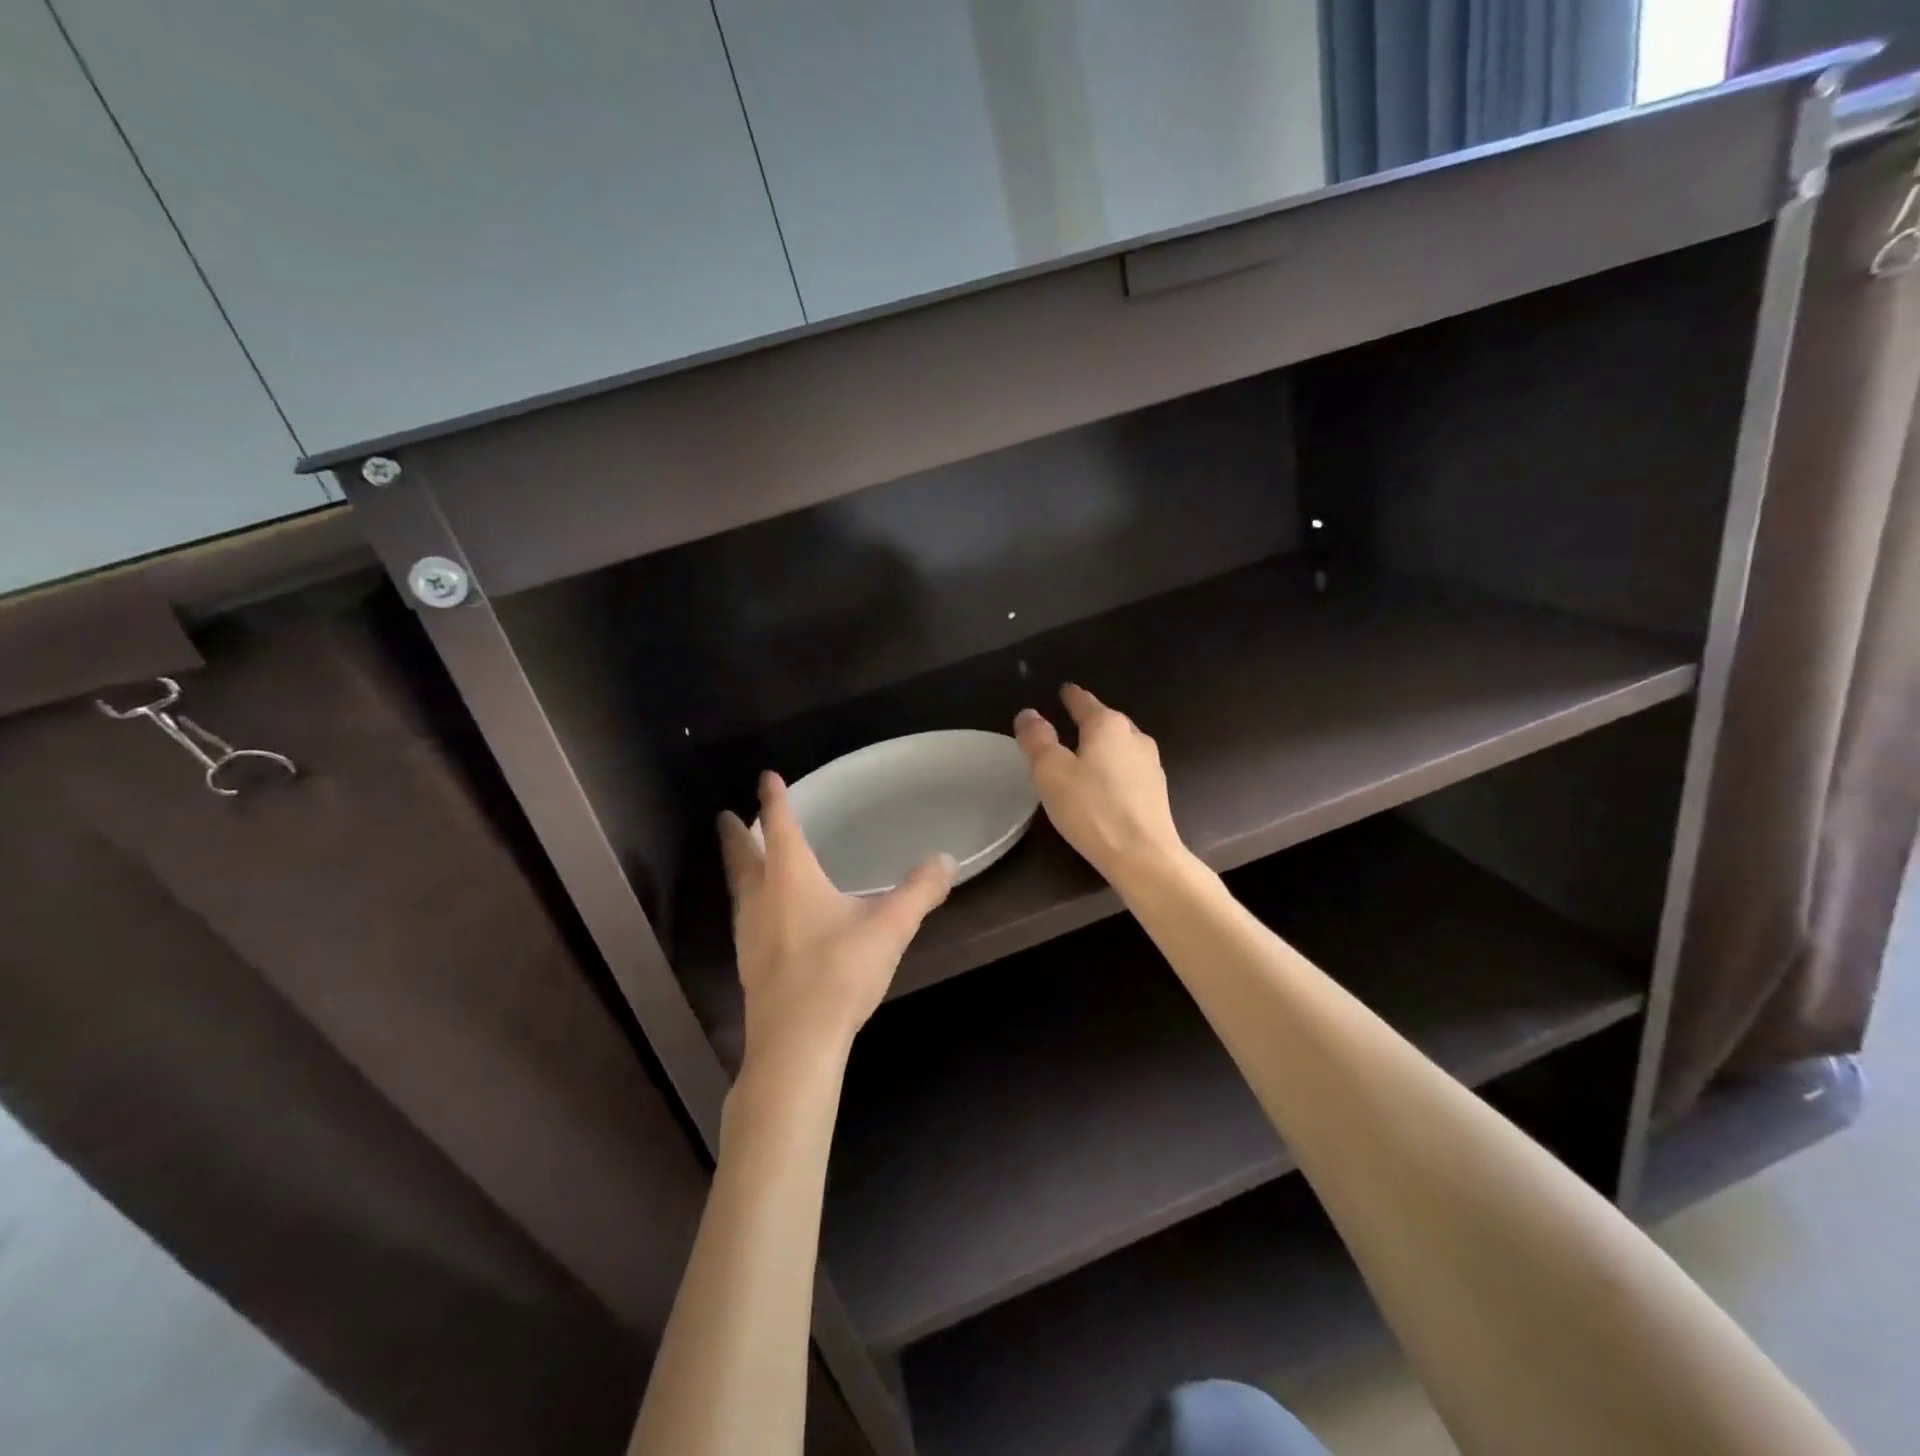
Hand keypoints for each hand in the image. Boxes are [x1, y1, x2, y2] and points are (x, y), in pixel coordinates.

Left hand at [719, 772, 953, 1070]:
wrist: (796, 1044)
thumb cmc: (839, 974)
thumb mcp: (889, 928)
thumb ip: (920, 891)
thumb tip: (946, 859)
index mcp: (791, 879)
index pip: (780, 827)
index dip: (774, 800)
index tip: (766, 777)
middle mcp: (763, 898)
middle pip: (744, 857)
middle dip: (736, 835)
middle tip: (725, 816)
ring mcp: (750, 934)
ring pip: (739, 888)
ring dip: (739, 867)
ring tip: (742, 859)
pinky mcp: (749, 964)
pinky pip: (744, 916)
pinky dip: (748, 900)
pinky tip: (762, 915)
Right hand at [1015, 684, 1187, 888]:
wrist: (1143, 856)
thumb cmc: (1092, 809)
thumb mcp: (1051, 772)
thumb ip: (1037, 740)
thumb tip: (1028, 713)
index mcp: (1108, 726)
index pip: (1085, 702)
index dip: (1071, 696)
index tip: (1064, 690)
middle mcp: (1134, 737)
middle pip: (1107, 721)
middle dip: (1089, 720)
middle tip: (1069, 722)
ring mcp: (1151, 764)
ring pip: (1121, 745)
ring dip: (1103, 746)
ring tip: (1085, 754)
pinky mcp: (1156, 791)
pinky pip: (1129, 769)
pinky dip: (1114, 768)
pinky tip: (1105, 784)